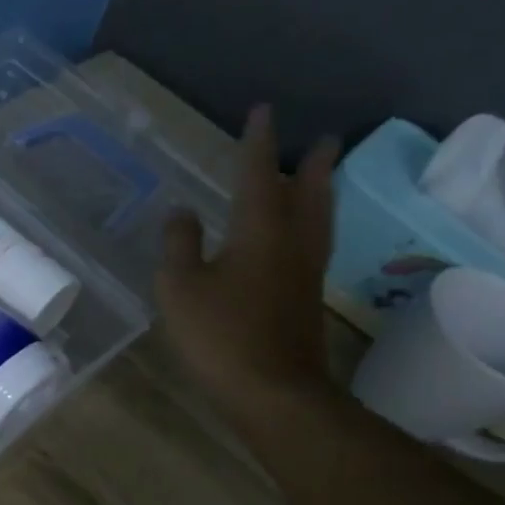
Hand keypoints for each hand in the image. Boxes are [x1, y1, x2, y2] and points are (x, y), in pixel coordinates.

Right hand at [157, 105, 340, 425]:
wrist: (273, 392)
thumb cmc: (220, 335)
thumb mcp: (180, 287)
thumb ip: (179, 244)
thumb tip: (182, 212)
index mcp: (259, 231)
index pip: (259, 174)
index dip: (258, 142)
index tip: (263, 111)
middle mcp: (291, 243)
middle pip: (309, 192)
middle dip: (314, 163)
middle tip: (325, 138)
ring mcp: (305, 272)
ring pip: (319, 219)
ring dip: (322, 190)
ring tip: (324, 174)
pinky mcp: (306, 298)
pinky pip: (314, 243)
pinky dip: (313, 222)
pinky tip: (302, 232)